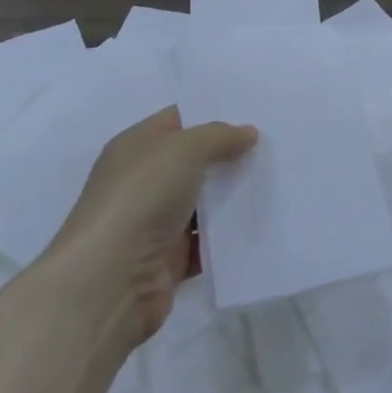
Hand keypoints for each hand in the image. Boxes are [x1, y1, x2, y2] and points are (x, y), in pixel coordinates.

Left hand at [44, 108, 256, 343]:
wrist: (111, 280)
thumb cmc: (141, 198)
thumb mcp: (184, 149)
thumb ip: (218, 136)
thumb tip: (247, 132)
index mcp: (136, 147)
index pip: (178, 120)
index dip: (213, 113)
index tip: (254, 112)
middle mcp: (143, 181)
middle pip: (195, 161)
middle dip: (231, 155)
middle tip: (275, 145)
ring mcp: (156, 222)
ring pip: (205, 202)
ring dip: (235, 195)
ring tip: (280, 180)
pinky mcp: (170, 259)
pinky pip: (208, 241)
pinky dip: (231, 235)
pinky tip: (264, 222)